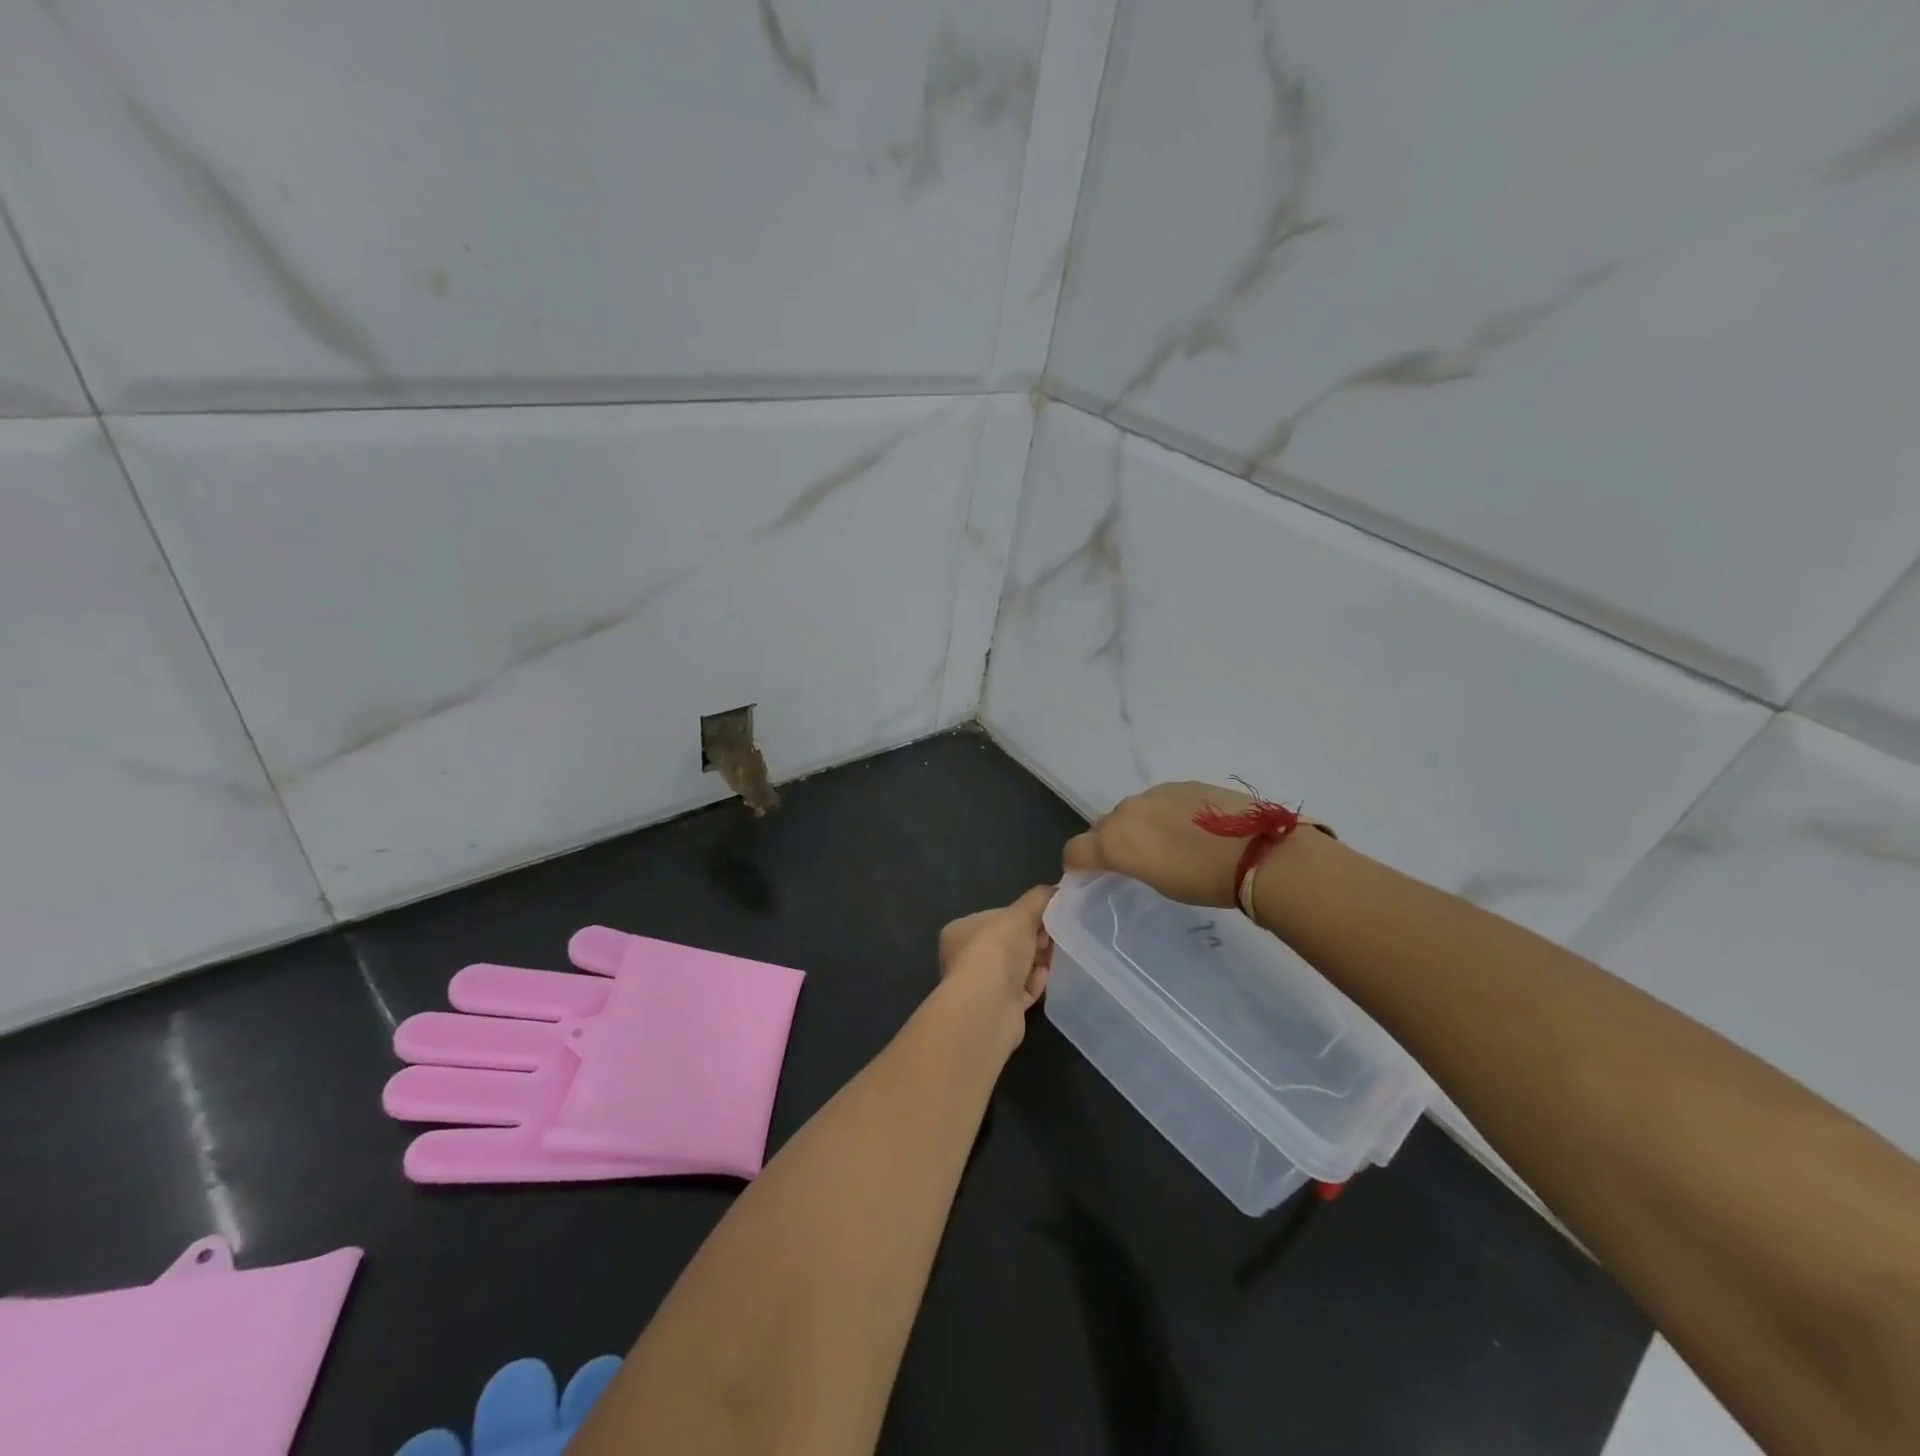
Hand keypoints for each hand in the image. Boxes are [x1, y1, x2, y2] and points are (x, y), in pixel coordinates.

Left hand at [937, 887, 1054, 1036]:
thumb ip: (1038, 899)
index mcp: (961, 931)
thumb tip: (1057, 890)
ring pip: (1015, 969)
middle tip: (1053, 937)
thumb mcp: (1020, 914)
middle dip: (1032, 939)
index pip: (995, 917)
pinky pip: (1021, 991)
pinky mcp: (997, 1010)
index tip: (1046, 917)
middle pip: (1007, 943)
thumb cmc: (997, 951)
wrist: (988, 1008)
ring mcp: (980, 987)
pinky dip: (1034, 984)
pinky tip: (1046, 978)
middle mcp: (965, 959)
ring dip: (1035, 962)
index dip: (1022, 916)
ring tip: (1054, 956)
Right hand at [1062, 782, 1253, 907]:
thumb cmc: (1204, 881)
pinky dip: (1163, 814)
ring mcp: (1155, 793)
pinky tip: (1188, 829)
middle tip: (1129, 861)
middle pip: (1102, 826)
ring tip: (1163, 844)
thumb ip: (1132, 864)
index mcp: (1114, 841)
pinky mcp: (1182, 784)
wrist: (1256, 852)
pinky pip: (1160, 800)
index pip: (1075, 850)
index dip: (1075, 864)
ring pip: (1132, 810)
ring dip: (1137, 825)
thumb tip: (1130, 856)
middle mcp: (1127, 811)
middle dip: (1107, 842)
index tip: (1085, 874)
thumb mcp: (1159, 884)